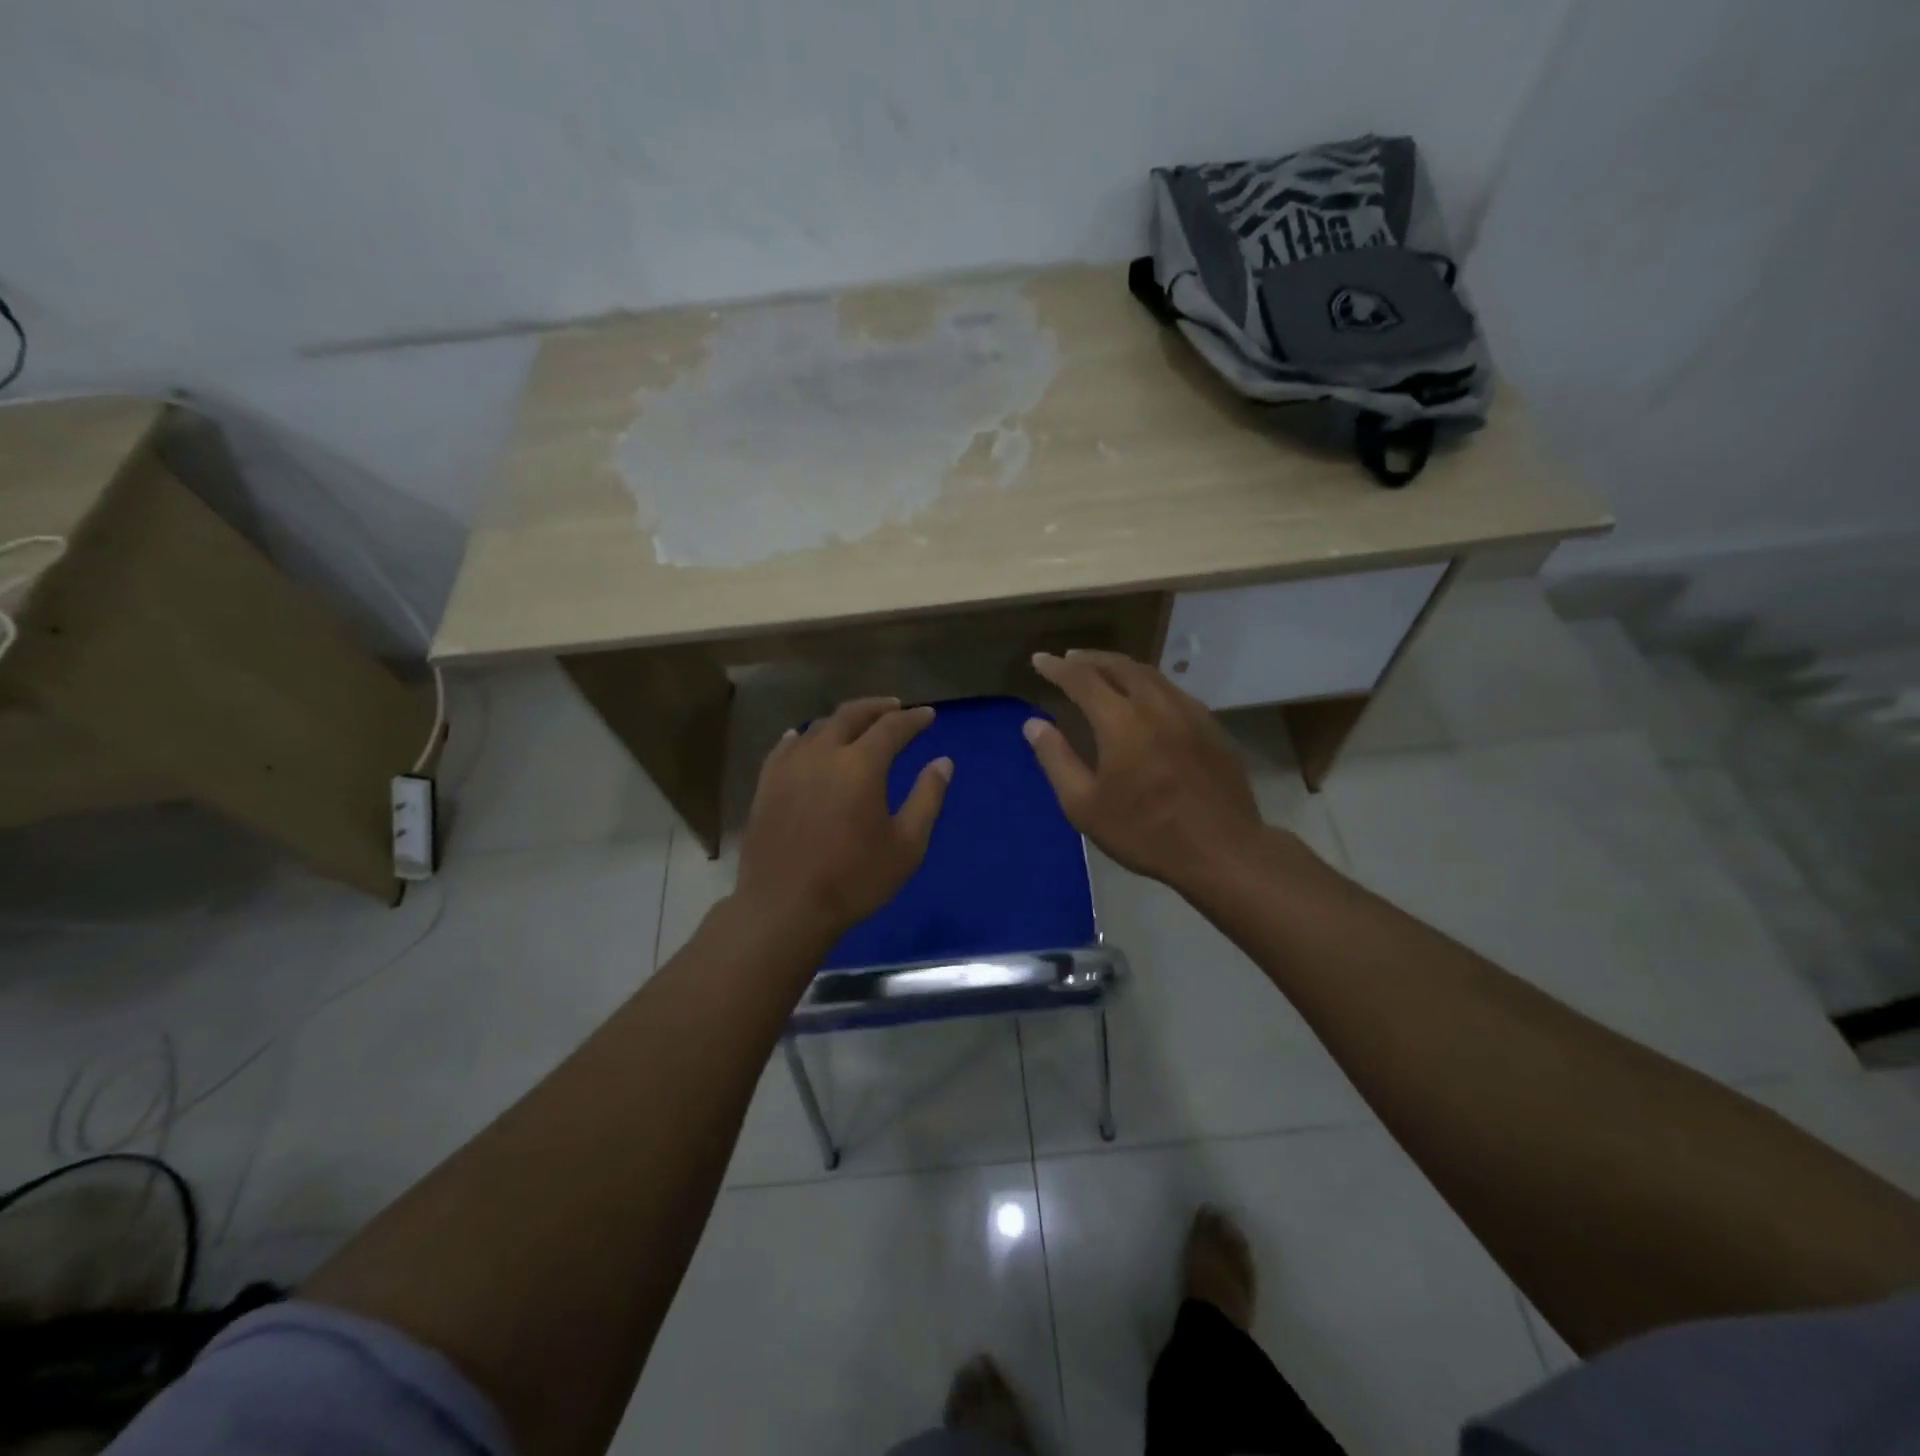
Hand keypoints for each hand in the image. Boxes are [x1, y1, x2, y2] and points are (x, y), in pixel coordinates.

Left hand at [733, 698, 952, 944]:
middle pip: (851, 715)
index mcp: (861, 765)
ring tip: (856, 724)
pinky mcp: (766, 784)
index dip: (913, 719)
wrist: (784, 907)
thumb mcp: (906, 845)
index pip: (892, 727)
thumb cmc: (854, 879)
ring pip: (818, 727)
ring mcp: (789, 767)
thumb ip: (927, 798)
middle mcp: (824, 754)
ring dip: (842, 720)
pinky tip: (803, 738)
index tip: (927, 714)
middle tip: (894, 706)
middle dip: (877, 707)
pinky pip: (785, 747)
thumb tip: (943, 762)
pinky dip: (802, 736)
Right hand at [1025, 651, 1265, 889]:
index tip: (1039, 659)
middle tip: (1069, 659)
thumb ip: (1056, 760)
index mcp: (1121, 721)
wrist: (1221, 850)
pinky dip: (1148, 683)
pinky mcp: (1211, 726)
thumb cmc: (1144, 832)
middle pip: (1119, 666)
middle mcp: (1156, 705)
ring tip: (1102, 670)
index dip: (1057, 667)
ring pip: (1149, 674)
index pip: (1082, 679)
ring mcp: (1189, 712)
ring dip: (1120, 666)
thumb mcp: (1084, 805)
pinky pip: (1172, 690)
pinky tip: (1144, 697)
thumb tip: (1034, 724)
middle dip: (1089, 659)